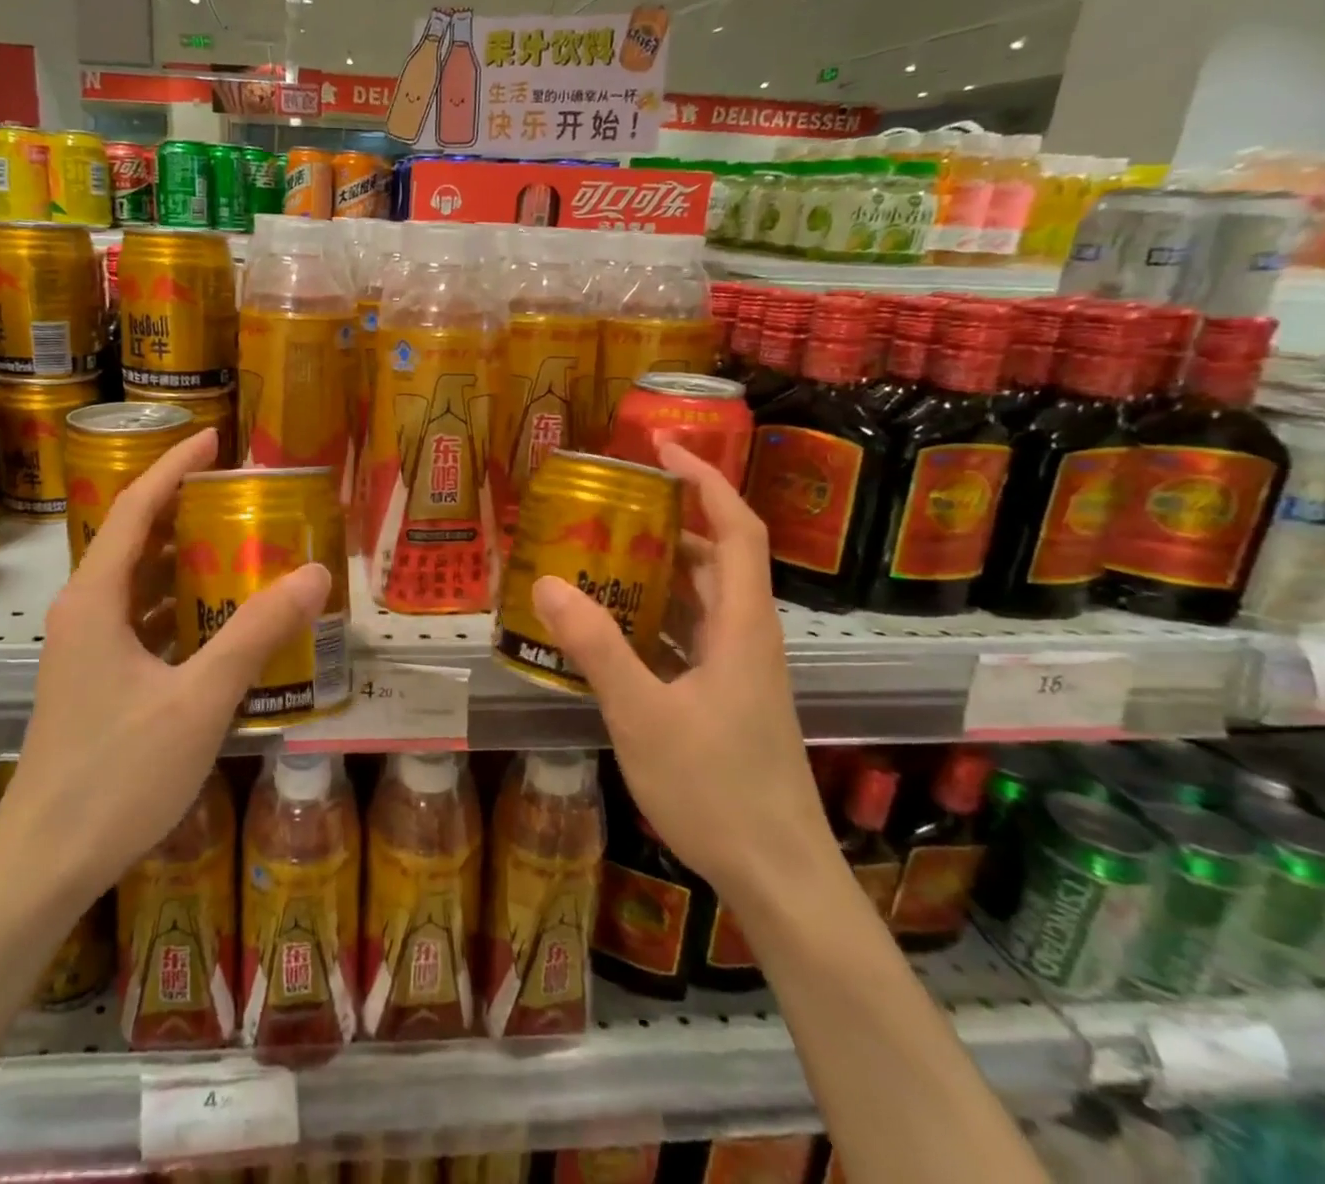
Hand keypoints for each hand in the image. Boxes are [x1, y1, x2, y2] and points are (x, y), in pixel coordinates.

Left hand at [0, 428, 332, 903]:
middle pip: (136, 540)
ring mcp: (87, 651)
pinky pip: (144, 623)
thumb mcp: (199, 699)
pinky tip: (223, 621)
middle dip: (186, 510)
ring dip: (185, 561)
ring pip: (140, 585)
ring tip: (243, 547)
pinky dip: (182, 607)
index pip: (134, 508)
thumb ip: (256, 633)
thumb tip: (313, 573)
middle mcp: (85, 614)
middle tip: (244, 496)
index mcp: (96, 601)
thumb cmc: (116, 776)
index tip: (214, 438)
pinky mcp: (97, 682)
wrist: (44, 864)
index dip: (173, 466)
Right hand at [530, 443, 833, 900]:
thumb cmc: (717, 791)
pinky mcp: (726, 697)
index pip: (735, 529)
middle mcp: (746, 636)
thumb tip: (546, 582)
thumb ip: (597, 647)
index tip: (660, 447)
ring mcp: (738, 669)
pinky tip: (608, 629)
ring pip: (699, 600)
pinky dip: (652, 619)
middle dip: (667, 522)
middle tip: (607, 506)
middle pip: (714, 558)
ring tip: (597, 557)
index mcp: (741, 626)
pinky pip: (687, 637)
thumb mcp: (644, 715)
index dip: (704, 480)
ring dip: (655, 572)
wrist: (778, 876)